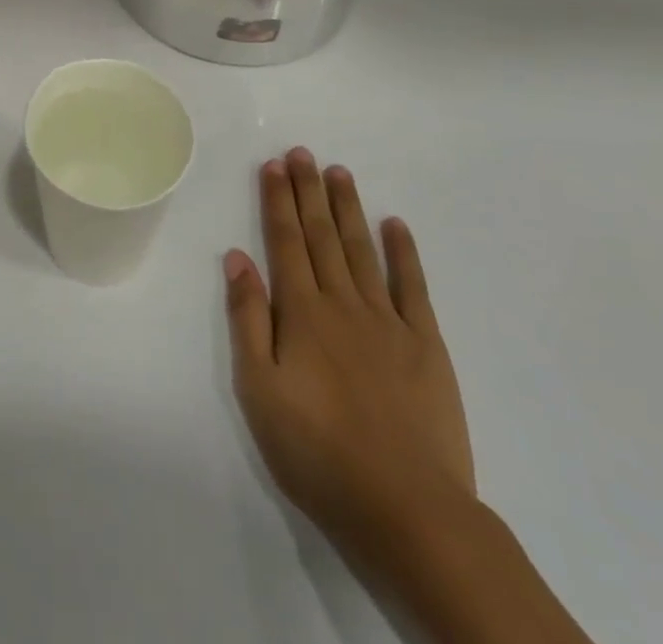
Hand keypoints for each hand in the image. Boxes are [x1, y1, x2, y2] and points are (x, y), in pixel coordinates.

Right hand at [224, 150, 473, 543]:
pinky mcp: (425, 345)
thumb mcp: (259, 391)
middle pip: (322, 236)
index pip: (285, 241)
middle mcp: (343, 303)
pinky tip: (395, 225)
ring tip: (339, 172)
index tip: (274, 164)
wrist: (407, 510)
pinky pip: (413, 287)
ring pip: (362, 250)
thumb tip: (237, 257)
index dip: (278, 200)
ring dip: (348, 209)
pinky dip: (404, 252)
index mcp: (301, 313)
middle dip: (309, 191)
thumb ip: (247, 319)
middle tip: (303, 152)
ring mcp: (388, 321)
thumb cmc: (318, 453)